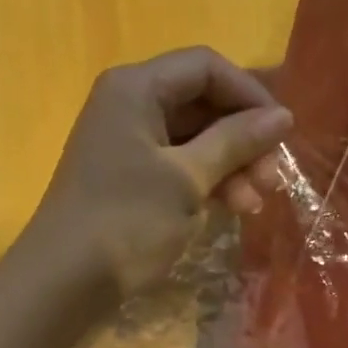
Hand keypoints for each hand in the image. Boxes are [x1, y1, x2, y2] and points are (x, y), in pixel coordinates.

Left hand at [23, 47, 290, 298]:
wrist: (64, 280)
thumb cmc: (127, 221)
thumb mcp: (187, 179)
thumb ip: (235, 142)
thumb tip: (282, 116)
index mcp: (136, 88)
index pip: (206, 67)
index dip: (250, 95)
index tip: (283, 134)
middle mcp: (128, 105)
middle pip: (201, 103)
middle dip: (242, 139)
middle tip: (272, 180)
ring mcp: (126, 144)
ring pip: (193, 140)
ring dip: (229, 167)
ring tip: (254, 204)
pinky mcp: (128, 179)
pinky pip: (177, 166)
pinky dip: (206, 183)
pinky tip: (230, 208)